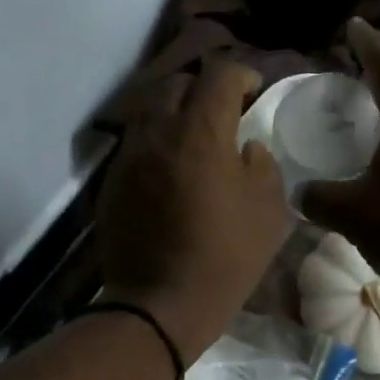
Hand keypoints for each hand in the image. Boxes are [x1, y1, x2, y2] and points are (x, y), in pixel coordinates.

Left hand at [97, 59, 290, 362]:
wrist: (160, 304)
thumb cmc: (226, 258)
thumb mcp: (269, 212)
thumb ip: (262, 166)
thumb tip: (246, 148)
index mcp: (200, 132)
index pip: (218, 75)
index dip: (240, 75)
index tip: (252, 90)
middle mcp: (157, 133)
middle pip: (176, 84)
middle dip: (202, 89)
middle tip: (221, 113)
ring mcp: (128, 157)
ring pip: (148, 112)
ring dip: (174, 114)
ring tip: (192, 139)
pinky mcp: (111, 182)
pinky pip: (135, 146)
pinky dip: (155, 145)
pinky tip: (169, 171)